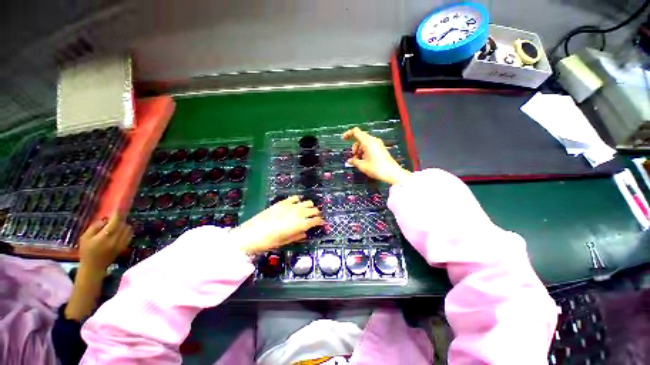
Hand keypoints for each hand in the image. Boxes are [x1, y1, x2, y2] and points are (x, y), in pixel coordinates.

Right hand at [78, 213, 132, 272]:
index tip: (118, 207)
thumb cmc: (86, 251)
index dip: (117, 214)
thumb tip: (105, 219)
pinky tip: (119, 231)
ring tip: (114, 226)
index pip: (114, 222)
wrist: (94, 267)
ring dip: (123, 224)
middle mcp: (116, 240)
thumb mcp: (85, 237)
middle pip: (123, 224)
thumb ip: (95, 226)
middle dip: (119, 219)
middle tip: (113, 218)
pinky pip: (129, 234)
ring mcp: (122, 243)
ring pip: (128, 229)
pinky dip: (126, 230)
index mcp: (104, 237)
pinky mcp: (125, 246)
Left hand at [234, 196, 323, 254]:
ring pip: (307, 202)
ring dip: (310, 206)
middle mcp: (298, 213)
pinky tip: (297, 203)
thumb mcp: (285, 241)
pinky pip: (294, 198)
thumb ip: (298, 236)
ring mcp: (290, 206)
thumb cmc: (269, 242)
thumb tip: (305, 233)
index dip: (320, 221)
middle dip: (316, 213)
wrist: (251, 234)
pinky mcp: (282, 202)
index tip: (321, 223)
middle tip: (315, 217)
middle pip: (313, 210)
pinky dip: (298, 200)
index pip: (316, 220)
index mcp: (300, 224)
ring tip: (307, 210)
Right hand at [342, 127, 410, 184]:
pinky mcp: (380, 148)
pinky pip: (369, 146)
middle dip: (354, 146)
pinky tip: (364, 160)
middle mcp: (373, 140)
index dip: (348, 134)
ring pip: (364, 143)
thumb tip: (349, 160)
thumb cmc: (376, 168)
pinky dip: (364, 151)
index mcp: (367, 141)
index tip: (343, 139)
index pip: (356, 131)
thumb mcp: (362, 165)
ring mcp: (377, 144)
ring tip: (359, 161)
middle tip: (354, 157)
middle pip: (359, 138)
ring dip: (359, 150)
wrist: (392, 173)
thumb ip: (354, 161)